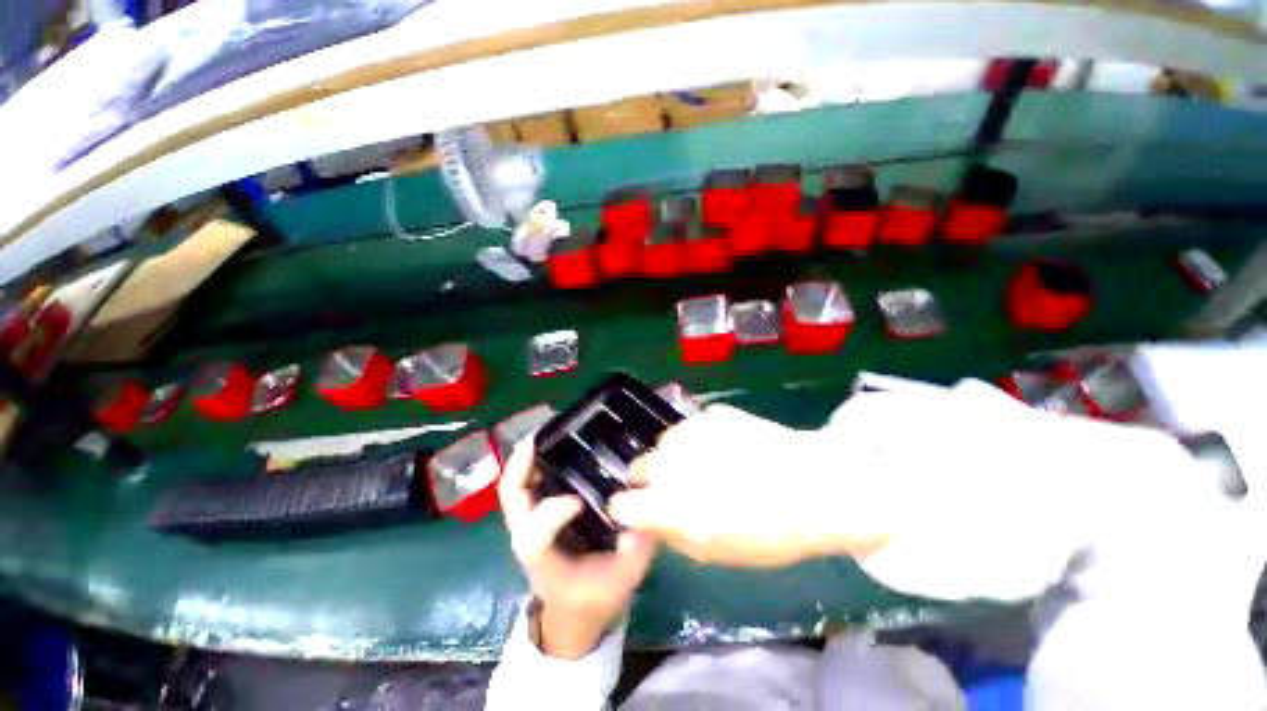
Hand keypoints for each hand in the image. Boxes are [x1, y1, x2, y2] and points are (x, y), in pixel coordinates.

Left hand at [499, 441, 656, 659]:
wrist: (574, 611)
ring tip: (549, 429)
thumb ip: (635, 550)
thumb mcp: (622, 581)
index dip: (551, 515)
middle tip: (544, 435)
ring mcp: (529, 522)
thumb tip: (646, 510)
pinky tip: (558, 442)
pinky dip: (534, 460)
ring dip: (527, 457)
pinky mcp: (536, 513)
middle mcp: (528, 537)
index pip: (534, 538)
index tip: (579, 502)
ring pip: (515, 484)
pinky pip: (527, 482)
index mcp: (545, 562)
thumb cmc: (595, 596)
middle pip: (512, 497)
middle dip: (523, 464)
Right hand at [607, 404, 889, 567]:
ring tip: (706, 464)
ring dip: (675, 455)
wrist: (819, 486)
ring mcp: (692, 431)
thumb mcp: (718, 553)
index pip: (623, 503)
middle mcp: (674, 463)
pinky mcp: (712, 413)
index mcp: (673, 506)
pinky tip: (726, 447)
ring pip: (664, 442)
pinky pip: (691, 427)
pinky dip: (699, 439)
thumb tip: (646, 521)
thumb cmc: (771, 532)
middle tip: (677, 487)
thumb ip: (673, 535)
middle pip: (639, 465)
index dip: (628, 508)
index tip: (636, 509)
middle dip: (651, 478)